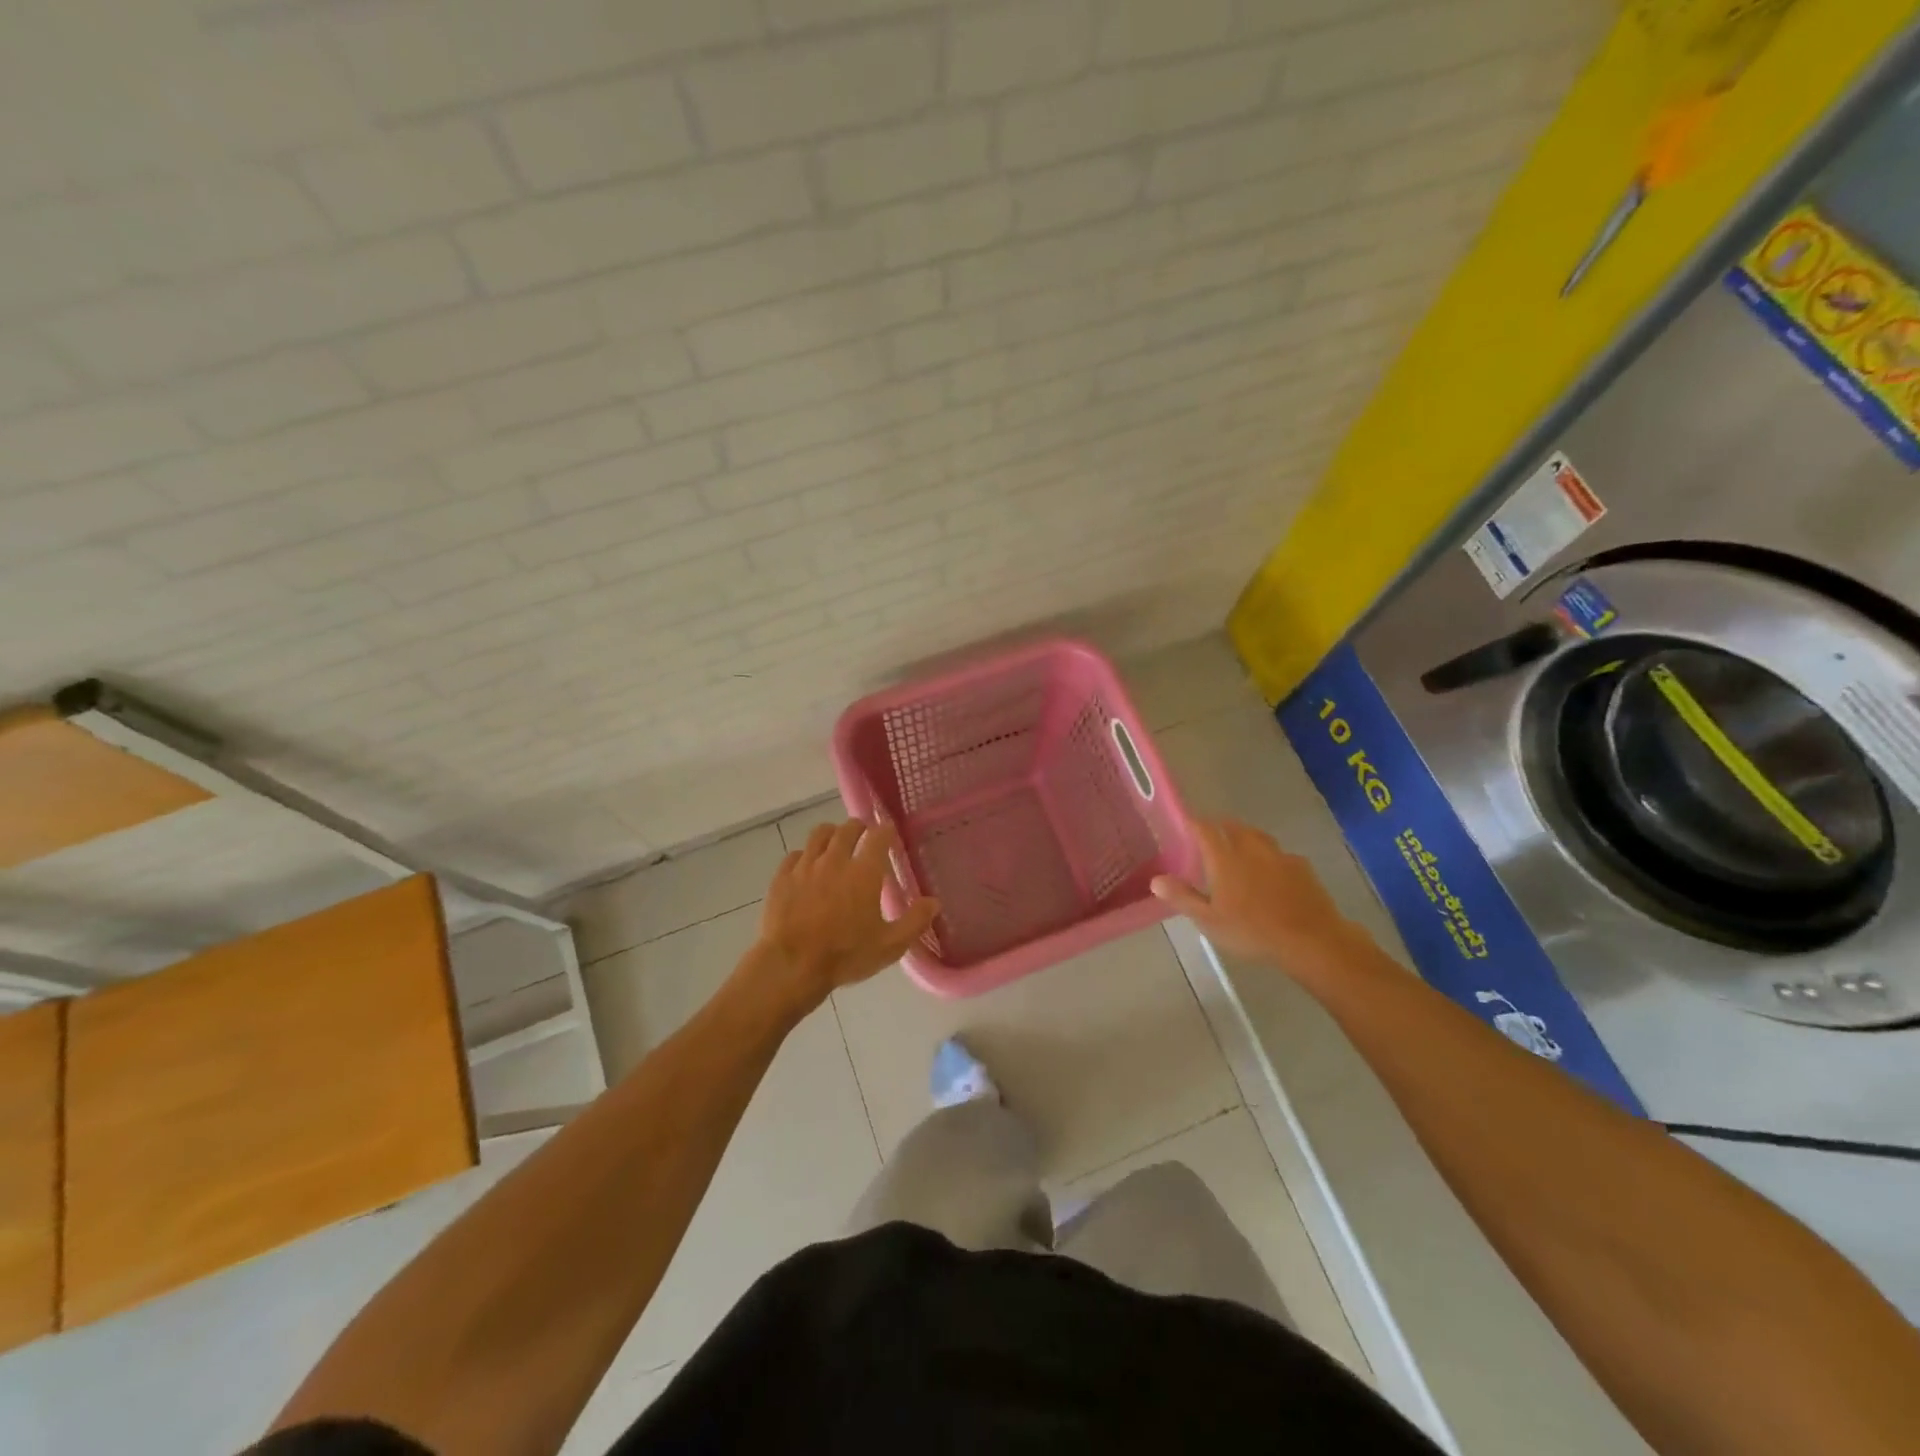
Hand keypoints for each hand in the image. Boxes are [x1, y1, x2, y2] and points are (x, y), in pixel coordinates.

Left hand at [752, 820, 939, 1006]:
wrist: (792, 965)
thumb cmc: (845, 955)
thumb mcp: (889, 945)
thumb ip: (914, 921)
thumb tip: (934, 902)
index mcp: (864, 872)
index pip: (878, 836)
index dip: (886, 830)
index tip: (889, 832)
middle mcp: (835, 860)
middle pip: (847, 829)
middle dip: (858, 827)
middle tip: (863, 834)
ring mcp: (805, 866)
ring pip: (819, 835)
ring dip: (831, 833)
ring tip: (835, 841)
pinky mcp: (782, 877)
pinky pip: (795, 855)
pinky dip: (804, 855)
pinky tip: (806, 866)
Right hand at [1151, 818, 1366, 970]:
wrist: (1312, 941)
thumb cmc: (1253, 931)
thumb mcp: (1209, 921)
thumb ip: (1183, 897)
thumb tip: (1156, 879)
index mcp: (1225, 858)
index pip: (1205, 829)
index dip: (1194, 823)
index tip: (1186, 823)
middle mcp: (1251, 849)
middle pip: (1233, 826)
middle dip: (1220, 827)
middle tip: (1211, 836)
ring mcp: (1280, 856)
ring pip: (1258, 836)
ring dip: (1246, 837)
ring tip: (1240, 848)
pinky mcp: (1302, 868)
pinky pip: (1281, 854)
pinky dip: (1270, 857)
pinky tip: (1272, 872)